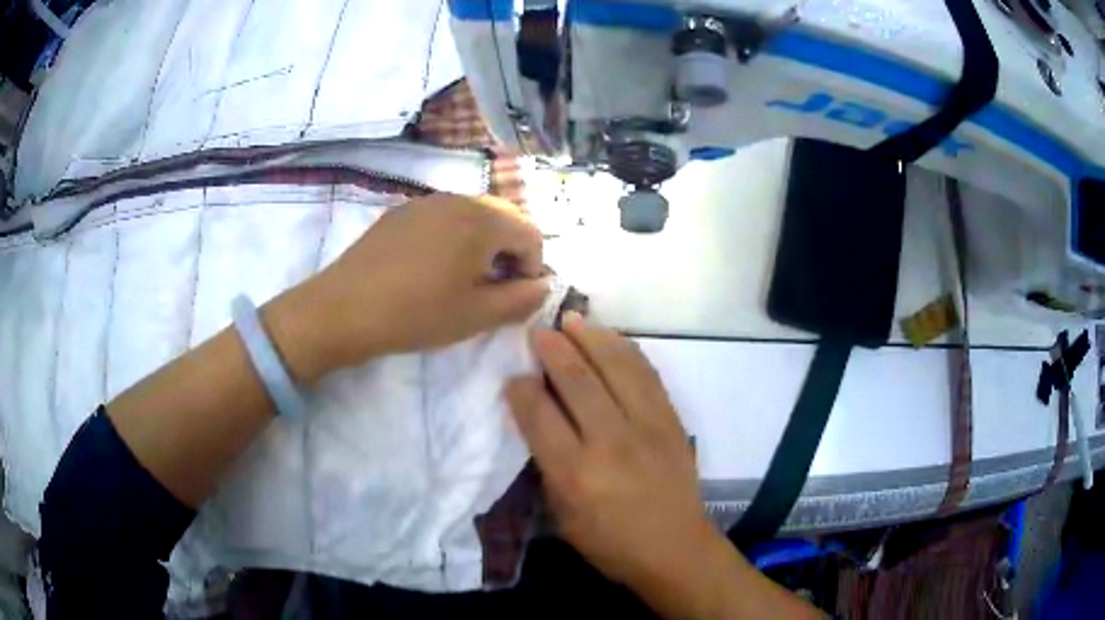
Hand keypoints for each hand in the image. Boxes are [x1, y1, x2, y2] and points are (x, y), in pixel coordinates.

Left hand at [266, 194, 547, 382]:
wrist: (344, 309)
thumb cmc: (417, 314)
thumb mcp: (477, 315)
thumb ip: (521, 299)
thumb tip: (543, 285)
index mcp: (482, 221)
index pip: (531, 233)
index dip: (533, 266)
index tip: (515, 295)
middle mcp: (458, 199)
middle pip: (503, 217)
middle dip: (509, 250)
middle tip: (494, 285)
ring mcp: (426, 201)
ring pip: (472, 214)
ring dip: (482, 242)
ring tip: (463, 277)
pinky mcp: (401, 211)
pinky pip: (443, 216)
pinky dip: (453, 236)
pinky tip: (431, 267)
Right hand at [506, 313, 721, 601]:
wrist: (676, 548)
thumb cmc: (611, 543)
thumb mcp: (562, 517)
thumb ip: (547, 466)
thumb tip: (537, 418)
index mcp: (576, 475)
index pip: (540, 416)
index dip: (521, 389)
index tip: (513, 375)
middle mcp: (612, 443)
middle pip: (578, 381)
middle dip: (553, 349)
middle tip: (538, 331)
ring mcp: (648, 427)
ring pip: (616, 367)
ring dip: (591, 338)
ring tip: (572, 319)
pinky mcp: (672, 421)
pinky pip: (647, 374)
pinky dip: (626, 350)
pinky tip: (610, 338)